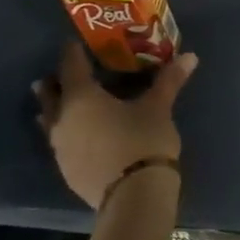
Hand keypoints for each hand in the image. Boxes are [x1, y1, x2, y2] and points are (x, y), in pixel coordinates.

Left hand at [35, 42, 197, 209]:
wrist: (132, 196)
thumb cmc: (143, 141)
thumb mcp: (159, 107)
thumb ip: (169, 81)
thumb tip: (190, 56)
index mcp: (81, 97)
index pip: (71, 66)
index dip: (73, 52)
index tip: (76, 43)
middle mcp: (62, 119)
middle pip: (50, 95)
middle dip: (55, 83)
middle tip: (63, 74)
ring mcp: (60, 148)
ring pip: (49, 121)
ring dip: (55, 110)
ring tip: (65, 104)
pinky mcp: (67, 171)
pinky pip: (60, 143)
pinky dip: (67, 133)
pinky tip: (81, 136)